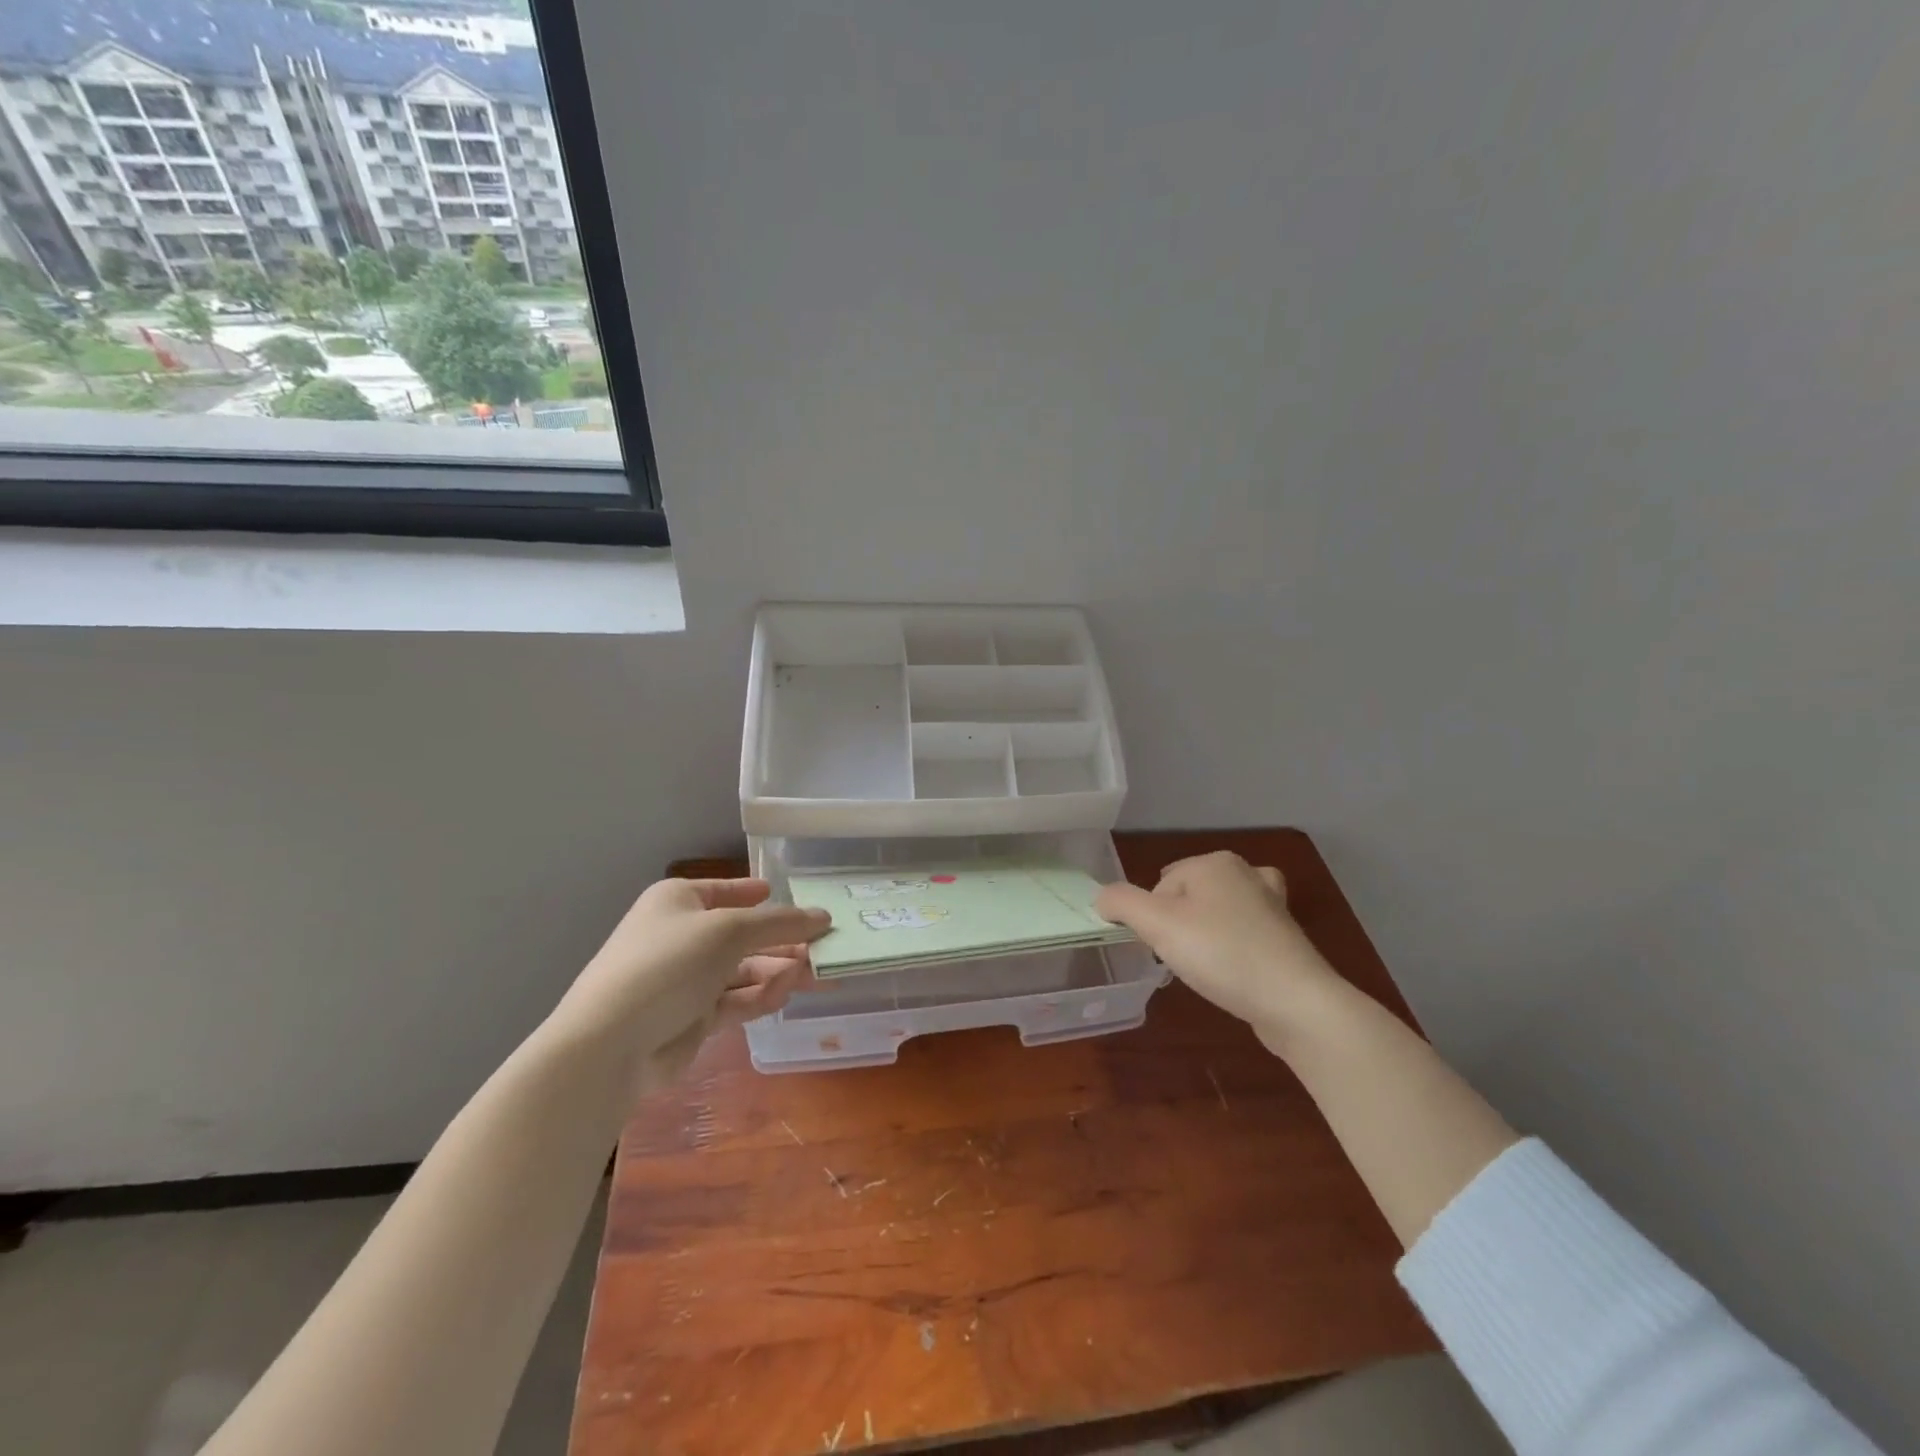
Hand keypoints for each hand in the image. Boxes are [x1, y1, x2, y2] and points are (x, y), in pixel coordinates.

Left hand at [549, 878, 829, 1096]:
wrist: (610, 1044)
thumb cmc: (669, 964)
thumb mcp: (729, 931)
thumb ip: (780, 923)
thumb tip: (823, 916)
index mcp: (679, 901)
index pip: (728, 890)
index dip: (763, 895)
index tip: (800, 901)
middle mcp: (682, 935)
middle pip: (745, 934)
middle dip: (785, 941)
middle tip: (829, 947)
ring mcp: (687, 978)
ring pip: (745, 969)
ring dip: (780, 970)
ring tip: (818, 974)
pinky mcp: (693, 1017)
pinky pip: (736, 999)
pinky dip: (761, 995)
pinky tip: (785, 994)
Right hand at [1096, 852, 1346, 1051]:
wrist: (1296, 1002)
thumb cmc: (1222, 955)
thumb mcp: (1158, 926)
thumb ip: (1121, 904)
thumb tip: (1102, 898)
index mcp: (1214, 862)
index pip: (1159, 887)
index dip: (1154, 920)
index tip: (1165, 949)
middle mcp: (1244, 872)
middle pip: (1185, 897)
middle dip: (1178, 927)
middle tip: (1185, 959)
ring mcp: (1270, 902)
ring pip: (1213, 914)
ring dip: (1204, 938)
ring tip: (1208, 966)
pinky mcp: (1284, 934)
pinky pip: (1240, 933)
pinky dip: (1231, 948)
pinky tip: (1232, 969)